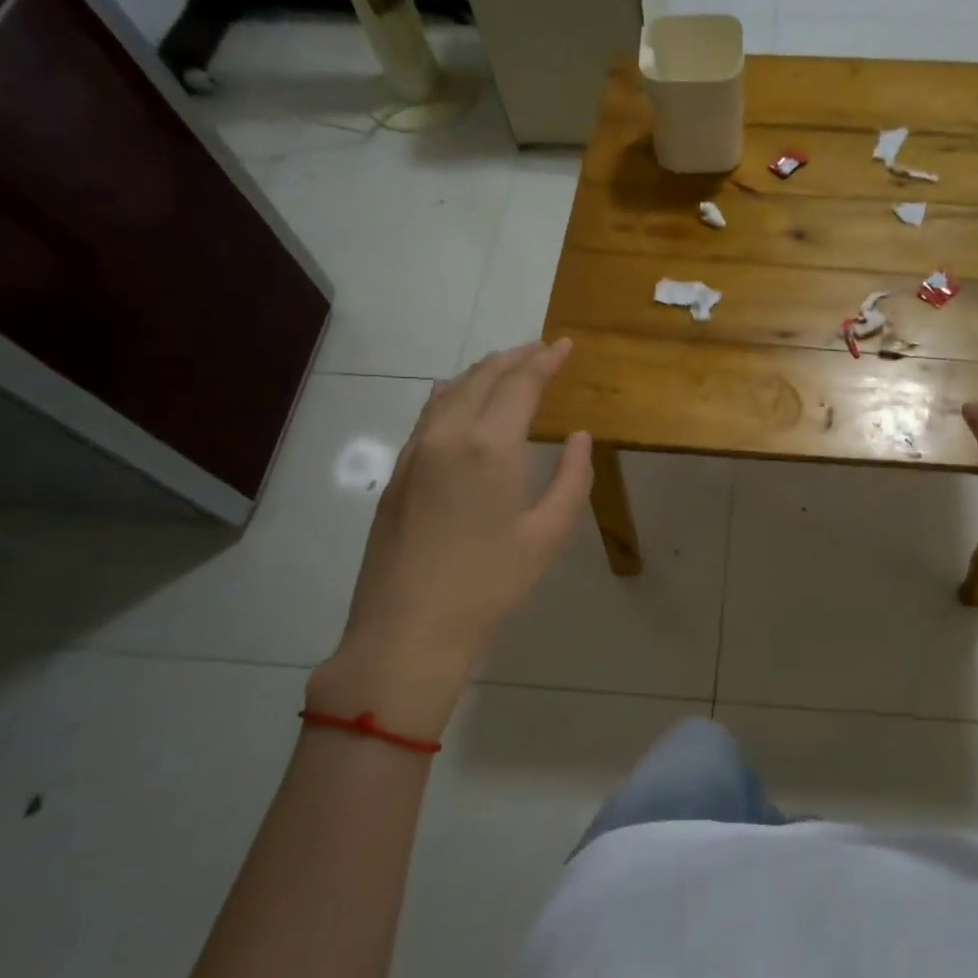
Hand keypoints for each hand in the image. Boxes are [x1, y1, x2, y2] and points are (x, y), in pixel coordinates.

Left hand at [308, 340, 592, 739]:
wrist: (407, 632)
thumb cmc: (489, 587)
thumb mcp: (547, 536)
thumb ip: (571, 480)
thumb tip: (580, 437)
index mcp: (489, 447)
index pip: (520, 384)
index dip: (545, 360)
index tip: (565, 345)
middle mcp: (447, 436)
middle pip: (481, 377)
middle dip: (514, 357)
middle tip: (541, 350)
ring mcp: (414, 453)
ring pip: (449, 392)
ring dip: (481, 373)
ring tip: (506, 368)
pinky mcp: (397, 475)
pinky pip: (428, 415)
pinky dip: (452, 395)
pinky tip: (458, 399)